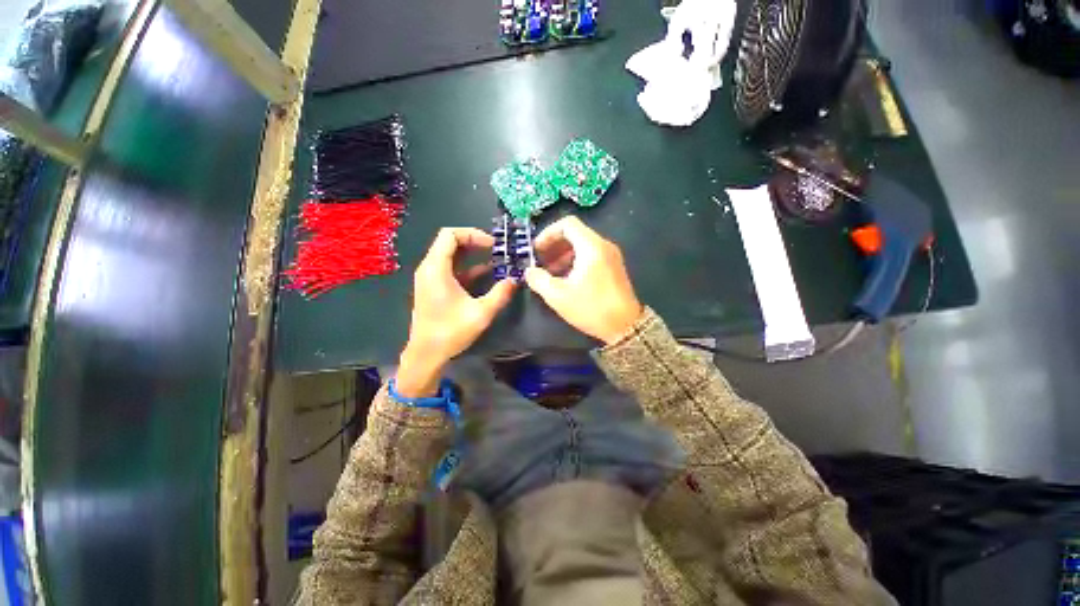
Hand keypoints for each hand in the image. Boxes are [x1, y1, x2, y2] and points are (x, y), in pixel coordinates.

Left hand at [398, 228, 516, 396]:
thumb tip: (515, 280)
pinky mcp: (432, 287)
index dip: (472, 234)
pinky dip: (466, 267)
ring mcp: (429, 278)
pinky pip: (449, 268)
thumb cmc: (451, 332)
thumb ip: (500, 294)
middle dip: (474, 242)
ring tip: (494, 259)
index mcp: (436, 269)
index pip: (450, 235)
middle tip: (495, 250)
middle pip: (449, 242)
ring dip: (471, 255)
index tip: (492, 245)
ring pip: (449, 255)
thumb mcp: (481, 313)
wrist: (426, 354)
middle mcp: (429, 268)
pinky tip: (485, 274)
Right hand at [524, 216, 643, 344]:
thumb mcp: (558, 296)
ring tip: (550, 273)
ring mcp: (611, 256)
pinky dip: (575, 261)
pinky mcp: (613, 267)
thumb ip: (538, 279)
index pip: (567, 224)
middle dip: (554, 246)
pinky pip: (591, 256)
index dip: (547, 234)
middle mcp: (603, 245)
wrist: (626, 327)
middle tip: (540, 262)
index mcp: (591, 246)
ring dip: (563, 255)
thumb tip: (529, 271)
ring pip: (582, 245)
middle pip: (574, 234)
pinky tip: (566, 279)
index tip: (536, 250)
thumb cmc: (591, 308)